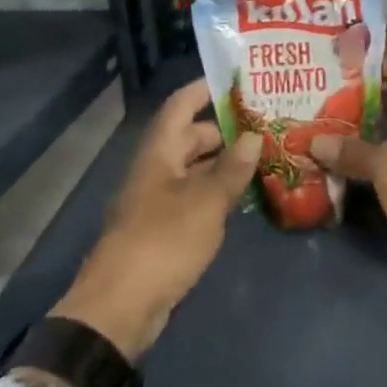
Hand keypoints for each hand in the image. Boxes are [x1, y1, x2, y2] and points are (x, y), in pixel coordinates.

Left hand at [51, 79, 259, 360]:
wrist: (120, 308)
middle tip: (267, 123)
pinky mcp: (165, 228)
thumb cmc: (163, 241)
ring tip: (266, 155)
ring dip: (226, 162)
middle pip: (192, 136)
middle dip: (227, 128)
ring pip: (196, 168)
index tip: (238, 79)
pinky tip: (247, 196)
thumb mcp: (206, 202)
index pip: (181, 105)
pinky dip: (218, 191)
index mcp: (159, 152)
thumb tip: (254, 137)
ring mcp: (159, 199)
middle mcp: (157, 169)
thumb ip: (232, 169)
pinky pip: (195, 196)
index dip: (205, 88)